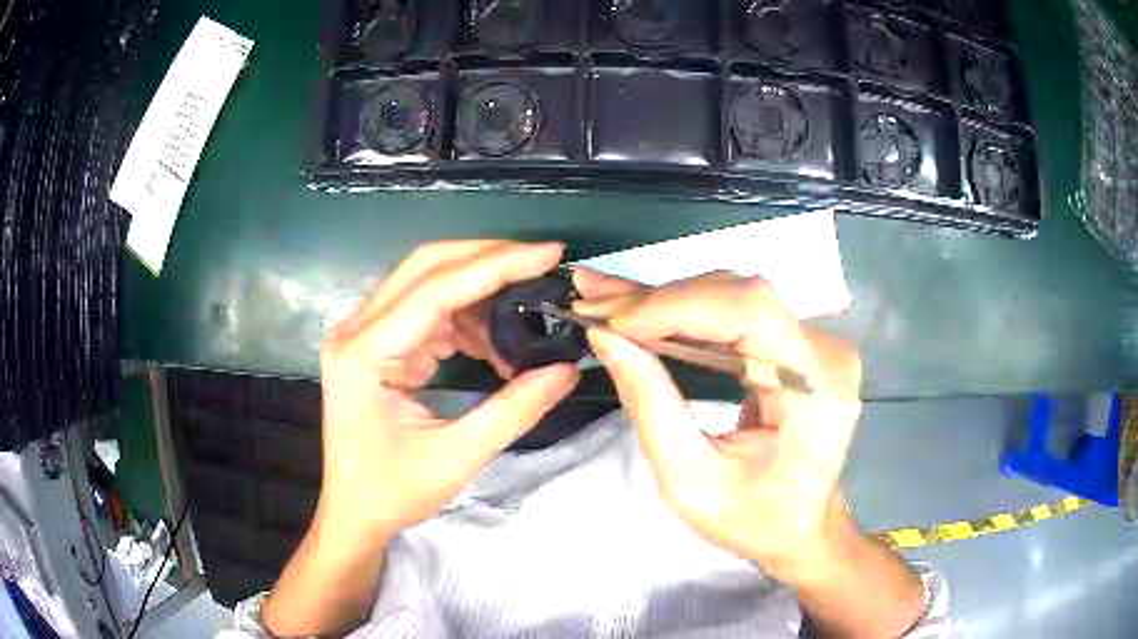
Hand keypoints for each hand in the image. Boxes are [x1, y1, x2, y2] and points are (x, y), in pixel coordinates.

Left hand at [317, 240, 580, 540]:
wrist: (353, 513)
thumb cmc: (393, 491)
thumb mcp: (457, 457)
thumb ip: (514, 410)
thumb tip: (567, 369)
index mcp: (365, 353)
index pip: (437, 288)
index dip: (497, 264)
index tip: (548, 253)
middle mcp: (357, 329)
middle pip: (427, 266)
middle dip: (489, 259)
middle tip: (542, 265)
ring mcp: (363, 333)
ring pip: (427, 282)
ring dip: (479, 290)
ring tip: (525, 314)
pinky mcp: (375, 343)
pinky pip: (425, 310)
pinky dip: (465, 317)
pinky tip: (493, 342)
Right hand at [574, 268, 861, 582]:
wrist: (802, 529)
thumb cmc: (753, 520)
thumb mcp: (689, 480)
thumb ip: (650, 404)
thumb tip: (605, 336)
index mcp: (816, 388)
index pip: (751, 312)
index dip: (678, 306)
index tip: (611, 320)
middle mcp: (825, 352)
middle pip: (740, 296)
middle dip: (660, 300)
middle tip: (592, 300)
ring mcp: (816, 344)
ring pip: (734, 298)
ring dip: (667, 303)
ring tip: (606, 303)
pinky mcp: (800, 345)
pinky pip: (738, 315)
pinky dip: (686, 315)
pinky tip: (643, 312)